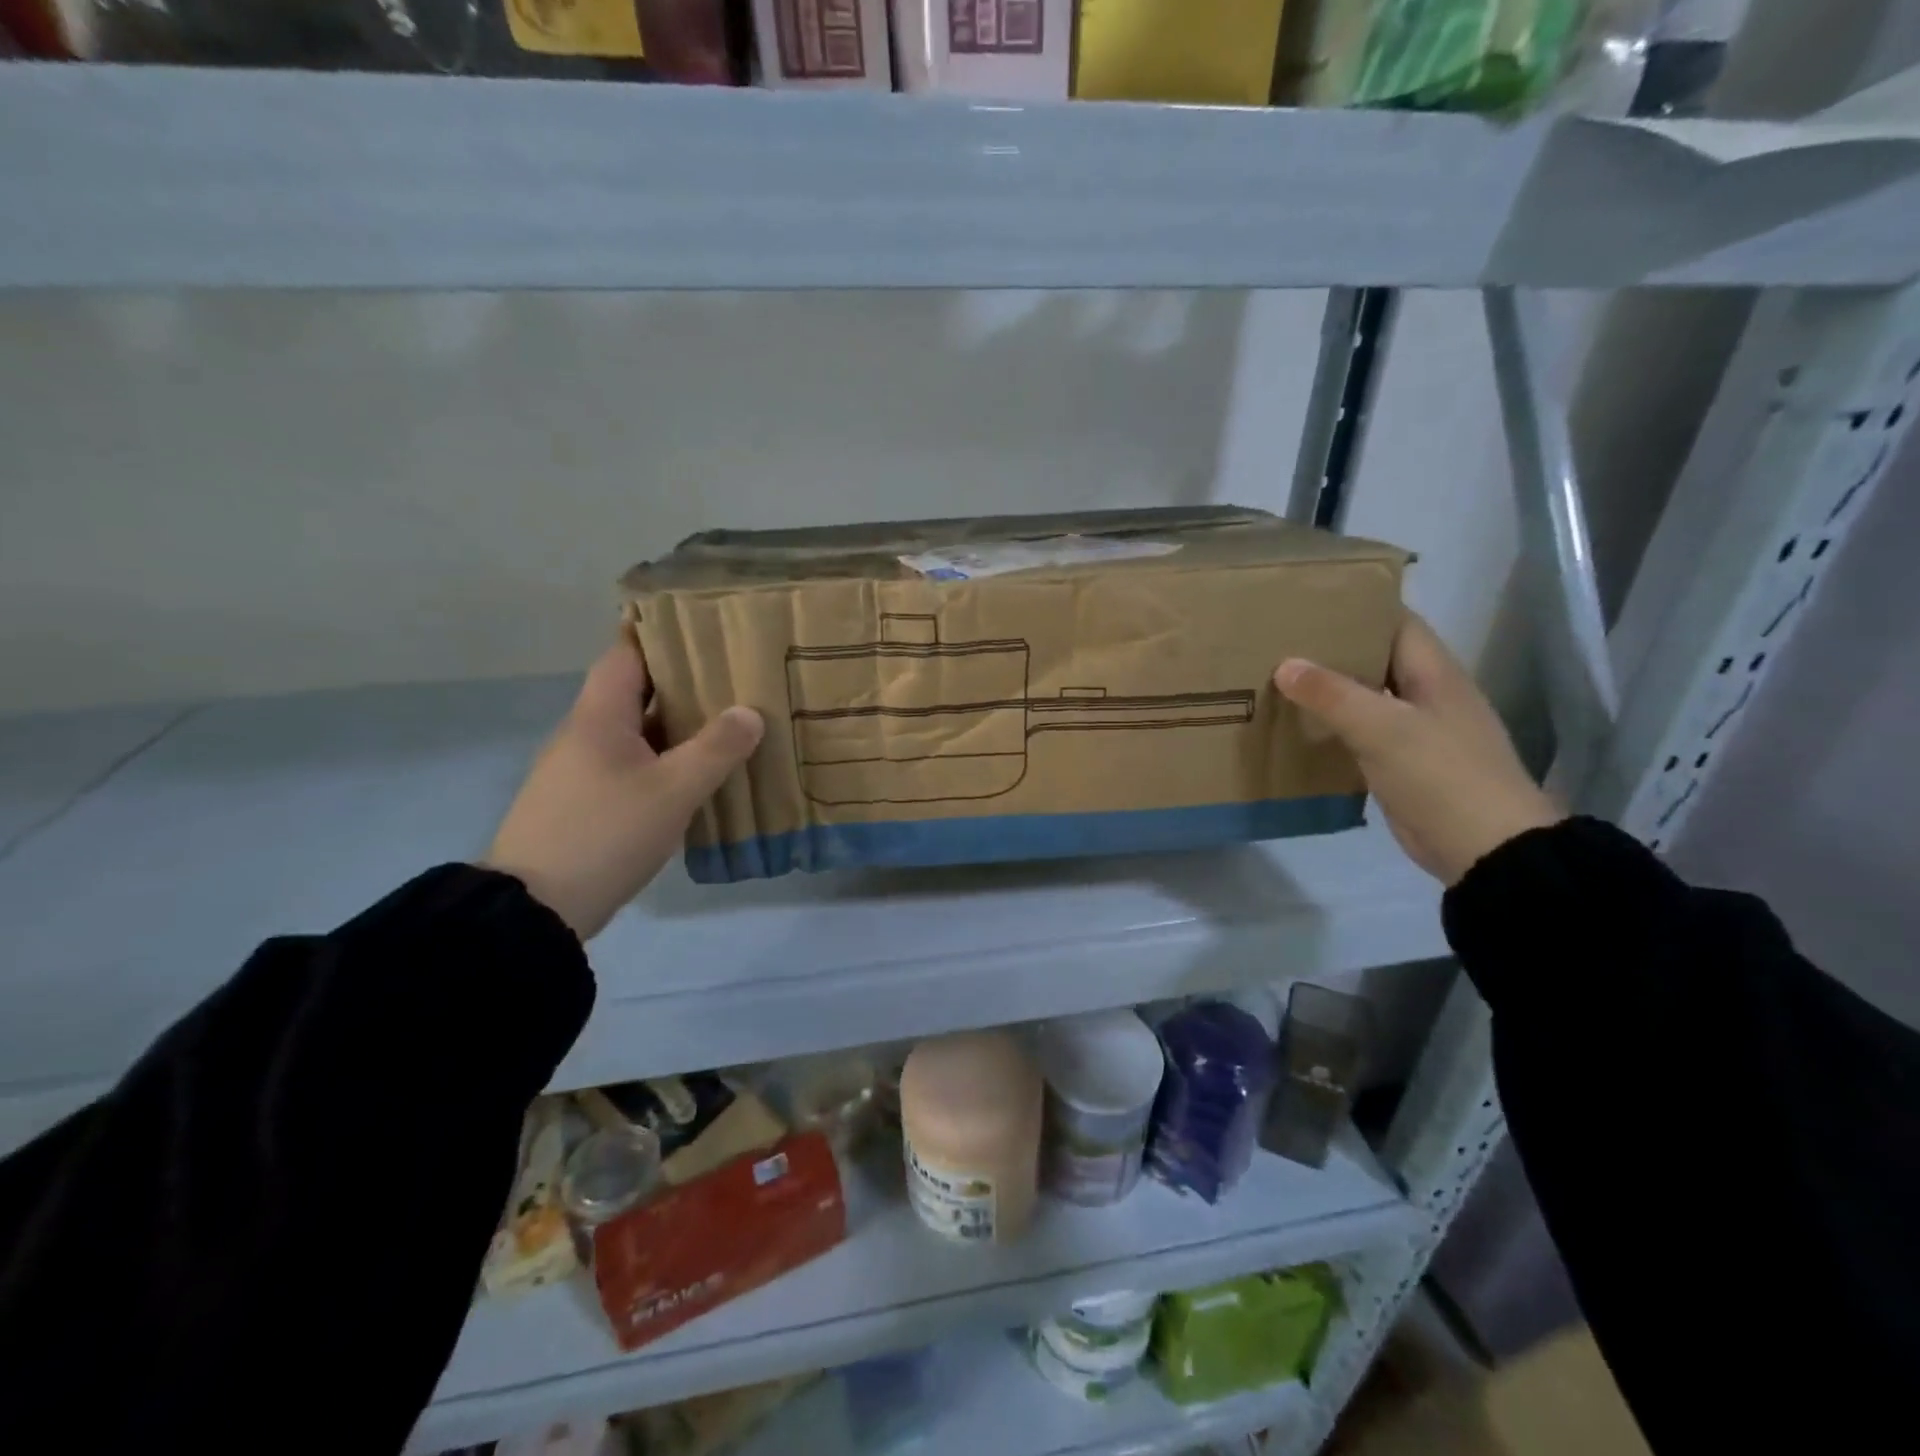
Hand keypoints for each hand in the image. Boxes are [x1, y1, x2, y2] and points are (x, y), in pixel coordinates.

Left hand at [486, 635, 763, 938]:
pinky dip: (664, 759)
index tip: (702, 627)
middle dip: (682, 682)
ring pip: (636, 732)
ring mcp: (580, 770)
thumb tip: (750, 713)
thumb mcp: (672, 791)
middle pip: (635, 692)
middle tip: (734, 676)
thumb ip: (715, 749)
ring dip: (676, 725)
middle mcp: (584, 734)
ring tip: (727, 721)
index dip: (659, 635)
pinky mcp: (584, 802)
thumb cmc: (605, 834)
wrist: (535, 909)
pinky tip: (697, 773)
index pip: (626, 654)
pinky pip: (631, 764)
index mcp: (599, 717)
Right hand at [1273, 612, 1561, 884]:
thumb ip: (1331, 694)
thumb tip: (1284, 664)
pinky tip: (1298, 728)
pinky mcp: (1402, 764)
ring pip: (1365, 698)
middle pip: (1376, 659)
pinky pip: (1361, 734)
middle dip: (1333, 649)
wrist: (1485, 848)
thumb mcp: (1382, 728)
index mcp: (1434, 673)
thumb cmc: (1440, 775)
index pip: (1396, 623)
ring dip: (1328, 691)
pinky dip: (1332, 727)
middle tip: (1279, 642)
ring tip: (1277, 679)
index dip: (1358, 608)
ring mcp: (1415, 731)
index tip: (1309, 603)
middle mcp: (1426, 695)